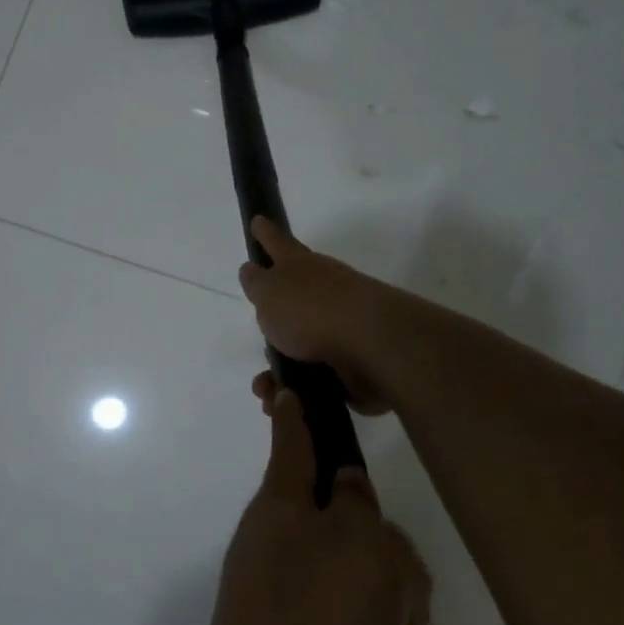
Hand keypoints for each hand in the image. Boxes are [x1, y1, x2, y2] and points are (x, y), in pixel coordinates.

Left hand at [195, 390, 418, 624]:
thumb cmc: (316, 616)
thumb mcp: (356, 545)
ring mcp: (294, 610)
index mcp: (282, 509)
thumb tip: (348, 487)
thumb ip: (360, 508)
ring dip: (406, 620)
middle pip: (348, 531)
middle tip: (407, 590)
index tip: (285, 391)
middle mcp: (282, 552)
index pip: (293, 446)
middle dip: (389, 558)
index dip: (294, 417)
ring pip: (366, 593)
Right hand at [237, 218, 394, 413]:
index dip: (266, 235)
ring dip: (279, 370)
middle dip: (273, 320)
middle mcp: (324, 292)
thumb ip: (257, 283)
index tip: (258, 222)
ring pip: (300, 347)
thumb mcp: (270, 292)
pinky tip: (287, 403)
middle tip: (261, 335)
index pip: (279, 244)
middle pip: (292, 301)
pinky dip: (298, 392)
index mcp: (302, 268)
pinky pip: (315, 379)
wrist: (372, 348)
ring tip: (265, 389)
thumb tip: (252, 270)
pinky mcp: (352, 364)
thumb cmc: (312, 311)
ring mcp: (341, 328)